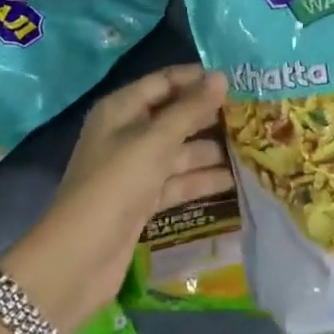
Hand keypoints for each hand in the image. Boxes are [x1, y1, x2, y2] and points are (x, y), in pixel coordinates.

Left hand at [1, 64, 231, 332]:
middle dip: (210, 116)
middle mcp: (127, 134)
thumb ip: (190, 109)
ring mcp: (136, 169)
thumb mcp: (155, 141)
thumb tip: (221, 77)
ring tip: (253, 147)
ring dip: (212, 150)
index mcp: (121, 109)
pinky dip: (202, 180)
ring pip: (180, 151)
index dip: (197, 79)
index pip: (164, 82)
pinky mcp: (144, 200)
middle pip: (174, 116)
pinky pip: (178, 181)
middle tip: (253, 115)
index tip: (237, 81)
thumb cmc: (116, 184)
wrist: (80, 256)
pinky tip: (236, 180)